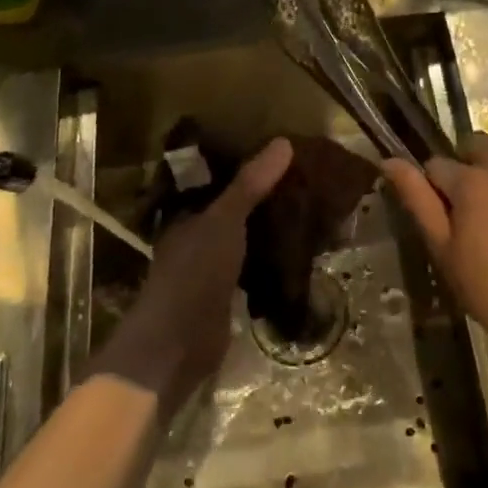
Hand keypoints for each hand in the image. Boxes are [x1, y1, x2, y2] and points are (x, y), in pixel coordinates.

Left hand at [94, 137, 292, 409]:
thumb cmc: (194, 274)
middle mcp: (196, 240)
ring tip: (309, 210)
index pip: (217, 182)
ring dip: (269, 229)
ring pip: (245, 239)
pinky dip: (272, 259)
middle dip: (263, 199)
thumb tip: (284, 142)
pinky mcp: (227, 297)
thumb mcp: (223, 221)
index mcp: (187, 216)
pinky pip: (254, 268)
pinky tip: (300, 252)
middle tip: (304, 180)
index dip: (245, 168)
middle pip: (234, 211)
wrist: (178, 345)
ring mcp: (211, 270)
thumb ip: (249, 185)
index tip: (280, 155)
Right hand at [381, 133, 487, 363]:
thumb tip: (390, 161)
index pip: (436, 164)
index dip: (429, 187)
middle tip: (461, 209)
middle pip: (477, 148)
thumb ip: (417, 199)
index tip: (434, 217)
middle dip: (463, 165)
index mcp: (473, 181)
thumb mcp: (442, 246)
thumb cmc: (486, 285)